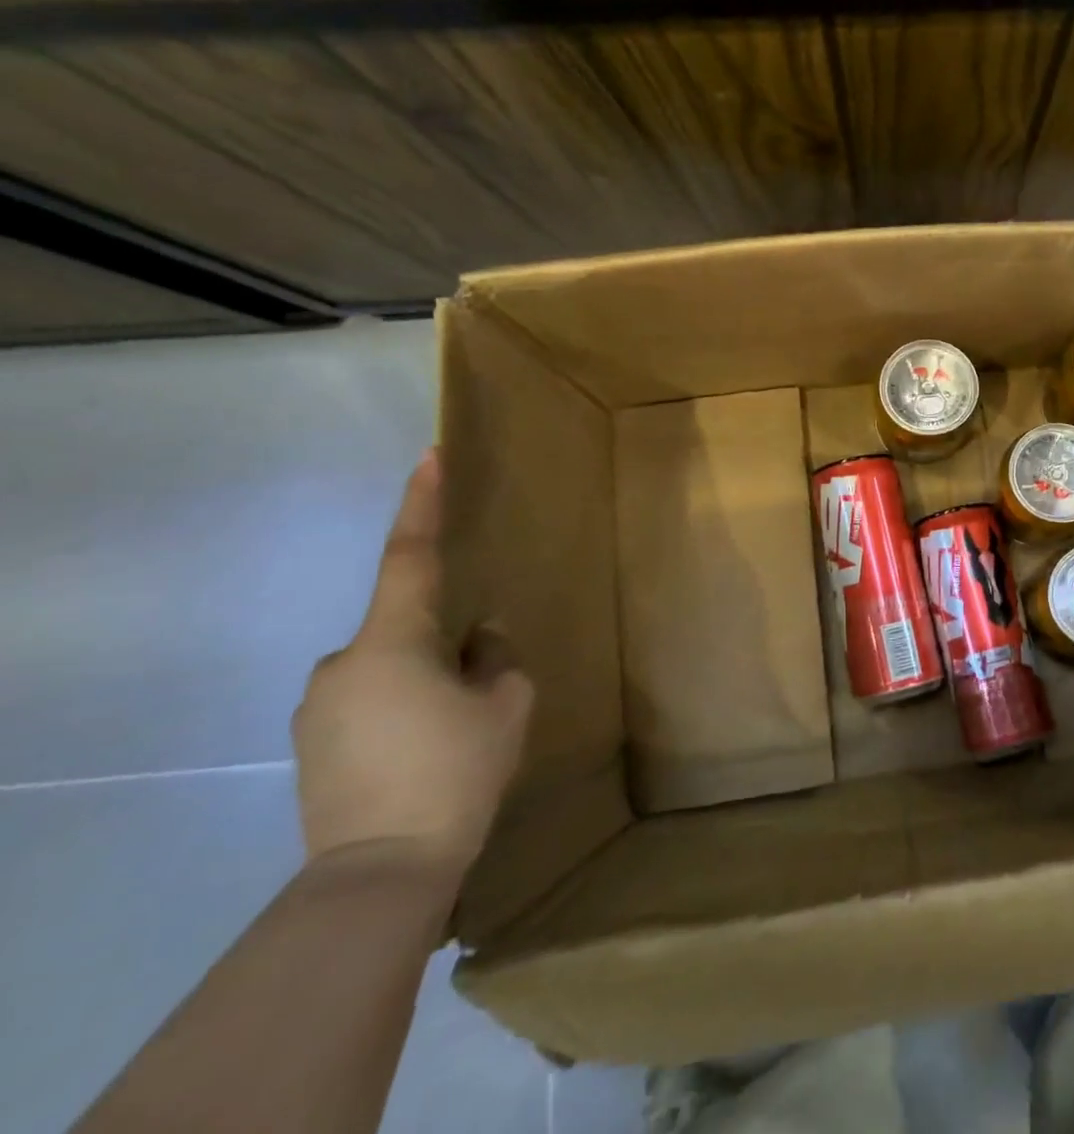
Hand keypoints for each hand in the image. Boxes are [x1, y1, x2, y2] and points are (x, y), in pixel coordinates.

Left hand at [293, 450, 532, 875]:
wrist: (381, 872)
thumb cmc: (454, 771)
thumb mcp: (505, 705)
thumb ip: (494, 658)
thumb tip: (478, 640)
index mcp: (392, 642)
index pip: (410, 556)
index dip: (421, 504)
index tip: (427, 457)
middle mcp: (343, 663)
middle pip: (405, 625)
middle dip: (445, 641)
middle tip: (481, 687)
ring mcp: (318, 705)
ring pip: (389, 666)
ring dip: (425, 680)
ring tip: (456, 732)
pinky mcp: (312, 743)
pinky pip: (368, 700)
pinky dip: (402, 709)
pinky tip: (425, 752)